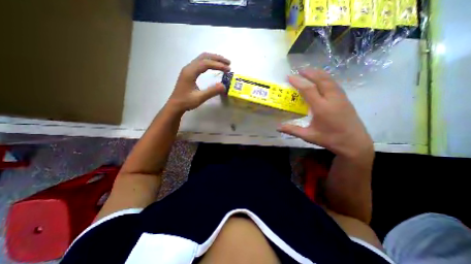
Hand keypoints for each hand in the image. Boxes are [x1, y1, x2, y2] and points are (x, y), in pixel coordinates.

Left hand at [166, 51, 230, 113]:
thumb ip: (211, 91)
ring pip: (202, 58)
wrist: (175, 105)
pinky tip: (214, 66)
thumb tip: (224, 86)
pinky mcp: (189, 72)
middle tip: (229, 63)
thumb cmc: (186, 102)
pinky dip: (210, 62)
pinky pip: (200, 63)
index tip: (228, 69)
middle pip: (204, 57)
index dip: (218, 65)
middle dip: (217, 58)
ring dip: (214, 59)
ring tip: (224, 63)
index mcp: (190, 72)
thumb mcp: (199, 98)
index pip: (206, 63)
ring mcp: (189, 69)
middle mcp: (189, 67)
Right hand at [277, 68, 373, 158]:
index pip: (308, 90)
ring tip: (309, 71)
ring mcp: (341, 97)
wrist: (354, 142)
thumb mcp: (308, 136)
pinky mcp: (345, 99)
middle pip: (321, 80)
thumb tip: (277, 127)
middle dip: (309, 73)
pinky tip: (322, 79)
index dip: (298, 82)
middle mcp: (332, 99)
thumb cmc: (330, 139)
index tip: (289, 77)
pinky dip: (326, 78)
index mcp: (322, 108)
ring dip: (318, 73)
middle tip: (299, 69)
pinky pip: (334, 84)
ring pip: (329, 80)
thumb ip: (292, 130)